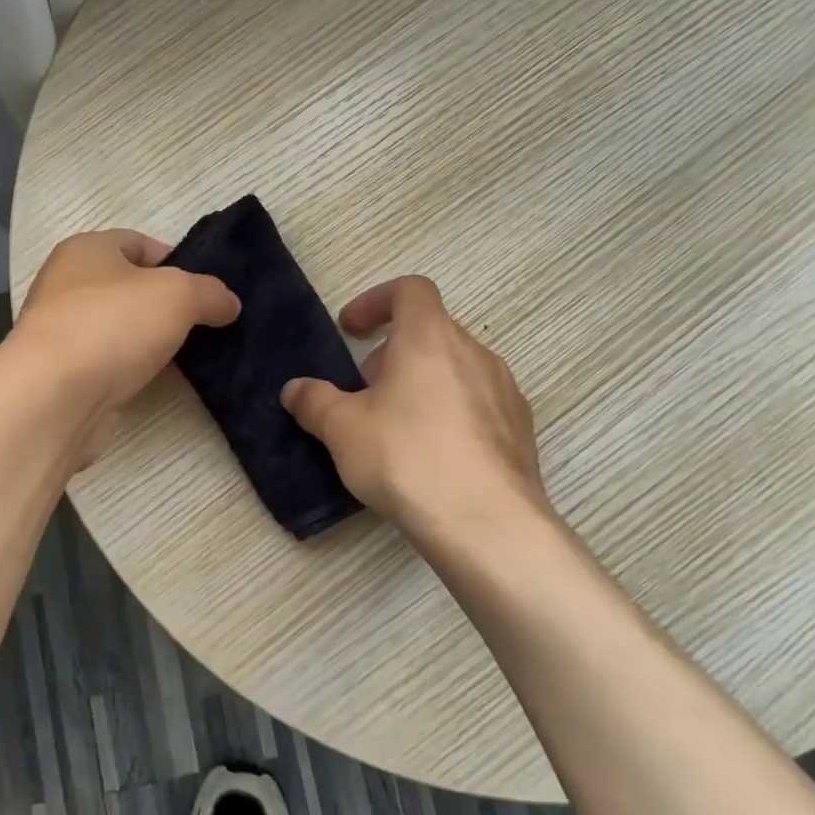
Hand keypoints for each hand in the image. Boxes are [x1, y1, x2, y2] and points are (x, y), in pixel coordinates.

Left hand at [13, 229, 239, 463]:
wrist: (54, 397)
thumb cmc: (113, 324)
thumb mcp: (178, 295)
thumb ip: (210, 292)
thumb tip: (229, 303)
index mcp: (86, 250)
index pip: (137, 242)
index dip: (175, 260)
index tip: (204, 289)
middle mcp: (67, 285)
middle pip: (129, 287)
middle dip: (167, 305)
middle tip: (204, 323)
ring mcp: (62, 331)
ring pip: (120, 328)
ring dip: (152, 340)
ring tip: (192, 355)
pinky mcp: (64, 374)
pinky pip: (110, 363)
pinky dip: (135, 369)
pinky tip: (162, 381)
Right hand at [281, 276, 551, 541]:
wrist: (488, 524)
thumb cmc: (406, 457)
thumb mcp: (342, 428)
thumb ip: (314, 401)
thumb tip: (294, 389)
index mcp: (430, 337)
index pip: (410, 289)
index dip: (376, 301)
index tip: (351, 330)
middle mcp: (474, 353)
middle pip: (432, 331)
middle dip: (394, 351)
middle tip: (366, 388)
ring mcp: (504, 391)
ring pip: (456, 368)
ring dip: (423, 382)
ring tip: (397, 425)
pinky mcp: (520, 430)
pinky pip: (479, 404)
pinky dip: (451, 412)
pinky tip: (433, 455)